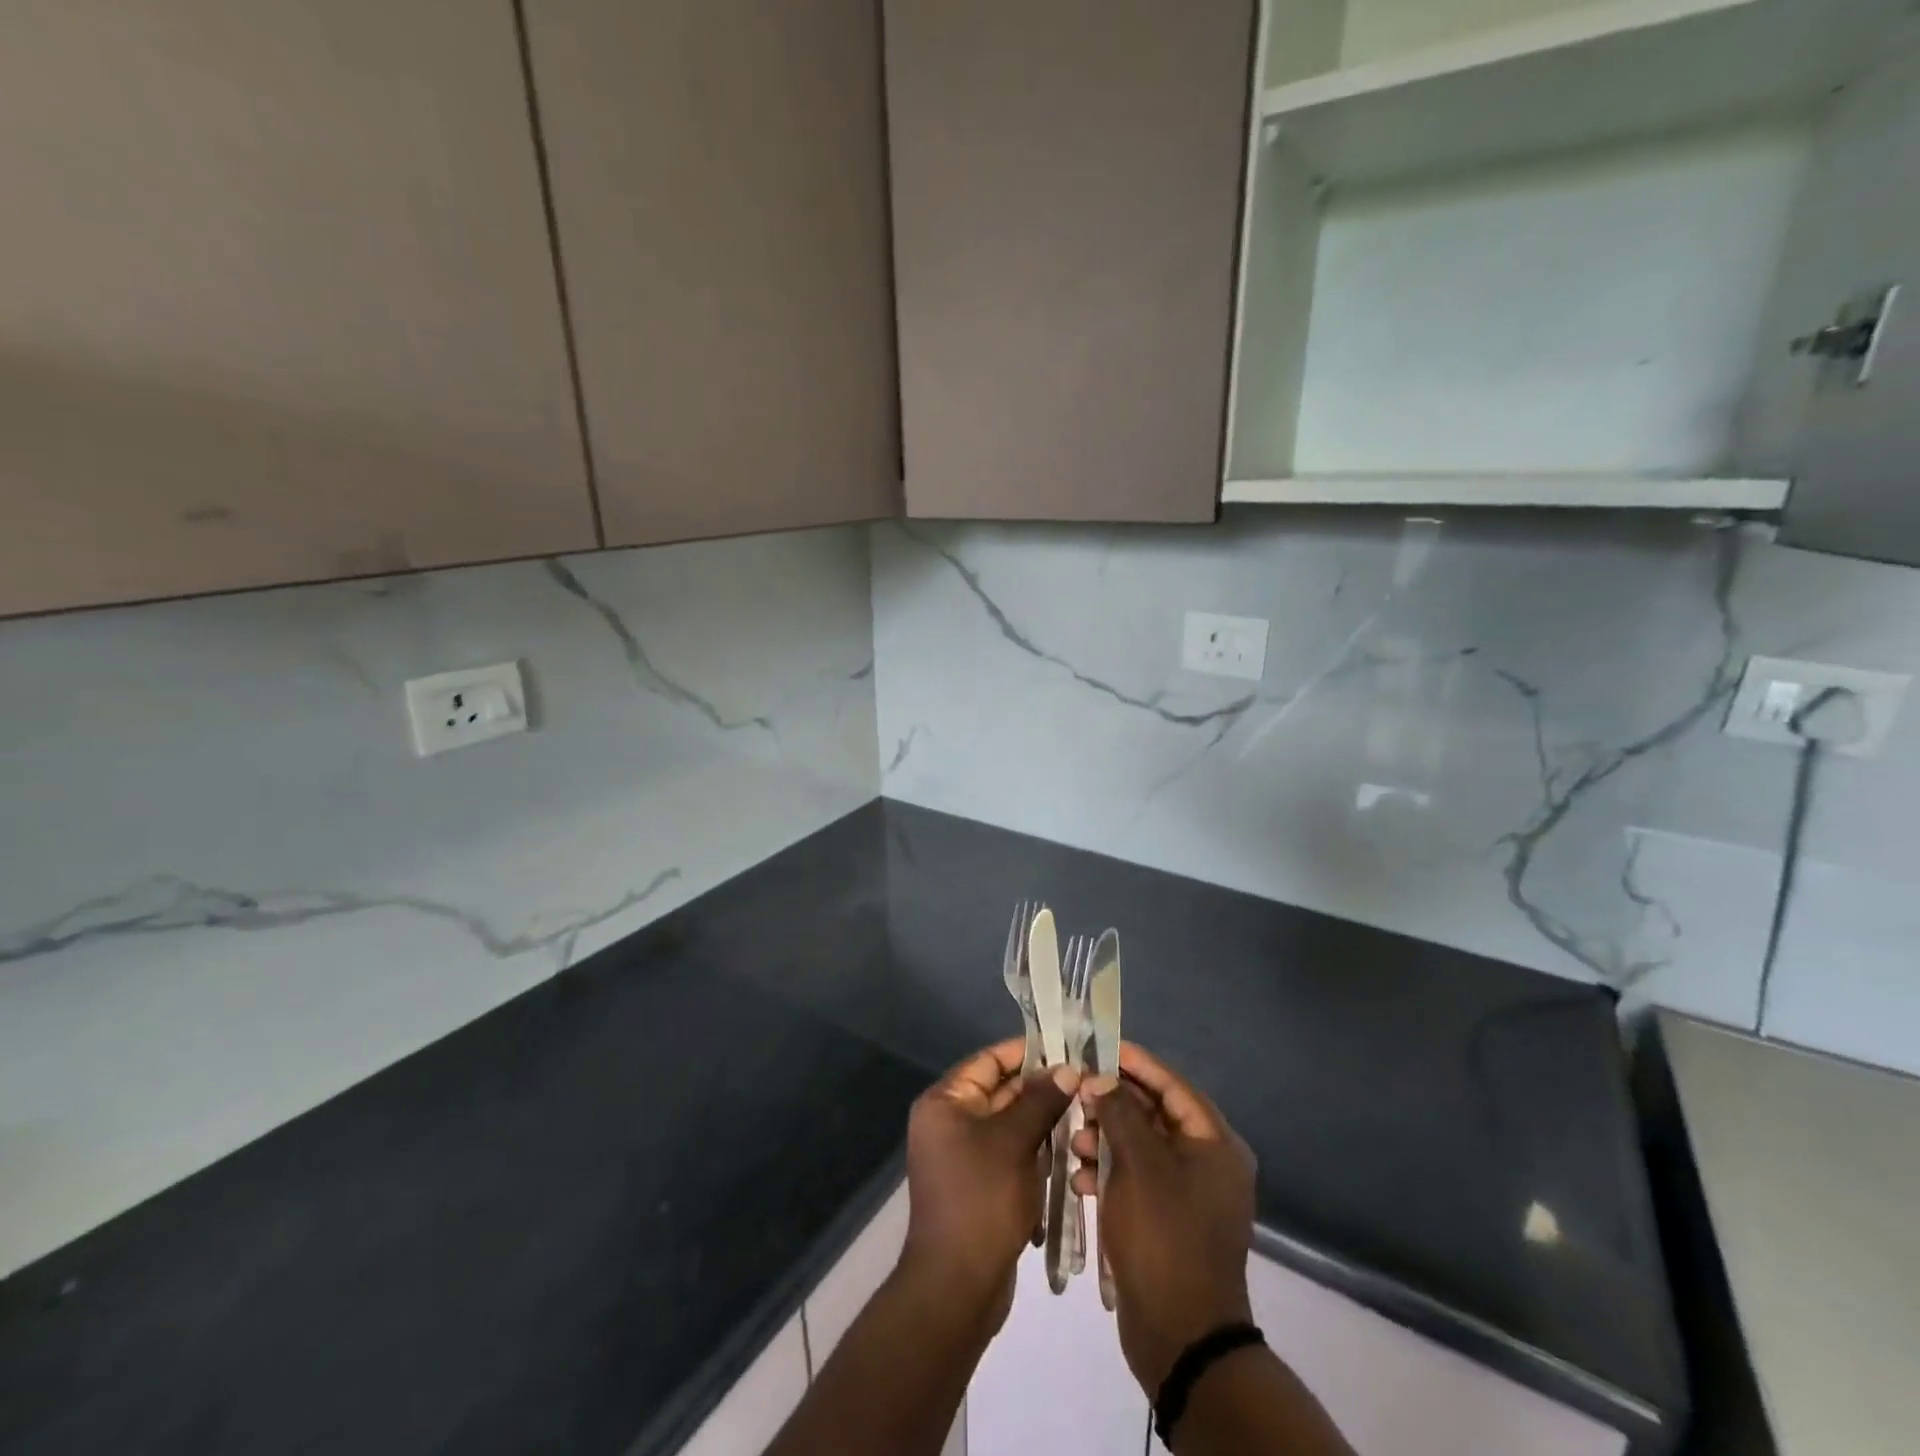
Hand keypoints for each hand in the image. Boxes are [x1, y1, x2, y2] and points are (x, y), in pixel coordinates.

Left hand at [898, 1039, 1076, 1334]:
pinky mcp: (981, 1184)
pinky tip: (1070, 1151)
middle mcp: (950, 1122)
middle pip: (1001, 1091)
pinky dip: (1037, 1150)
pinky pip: (1012, 1153)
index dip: (1026, 1053)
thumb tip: (1068, 1069)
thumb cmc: (981, 1200)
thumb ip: (1040, 1101)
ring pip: (1011, 1124)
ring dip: (1044, 1121)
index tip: (1066, 1048)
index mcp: (945, 1103)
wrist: (958, 1287)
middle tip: (1085, 1082)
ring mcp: (965, 1155)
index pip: (989, 1062)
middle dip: (1042, 1089)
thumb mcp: (1014, 1143)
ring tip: (1085, 1113)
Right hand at [1072, 1043, 1256, 1393]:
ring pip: (1139, 1147)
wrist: (1180, 1337)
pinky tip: (1079, 1179)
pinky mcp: (1166, 1220)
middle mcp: (1207, 1163)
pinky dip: (1108, 1173)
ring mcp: (1187, 1194)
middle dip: (1112, 1105)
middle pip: (1153, 1114)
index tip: (1099, 1047)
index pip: (1172, 1085)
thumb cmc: (1164, 1236)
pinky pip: (1134, 1178)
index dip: (1136, 1063)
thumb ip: (1119, 1112)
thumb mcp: (1138, 1165)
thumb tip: (1102, 1079)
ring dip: (1104, 1140)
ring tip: (1073, 1143)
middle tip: (1077, 1095)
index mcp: (1214, 1144)